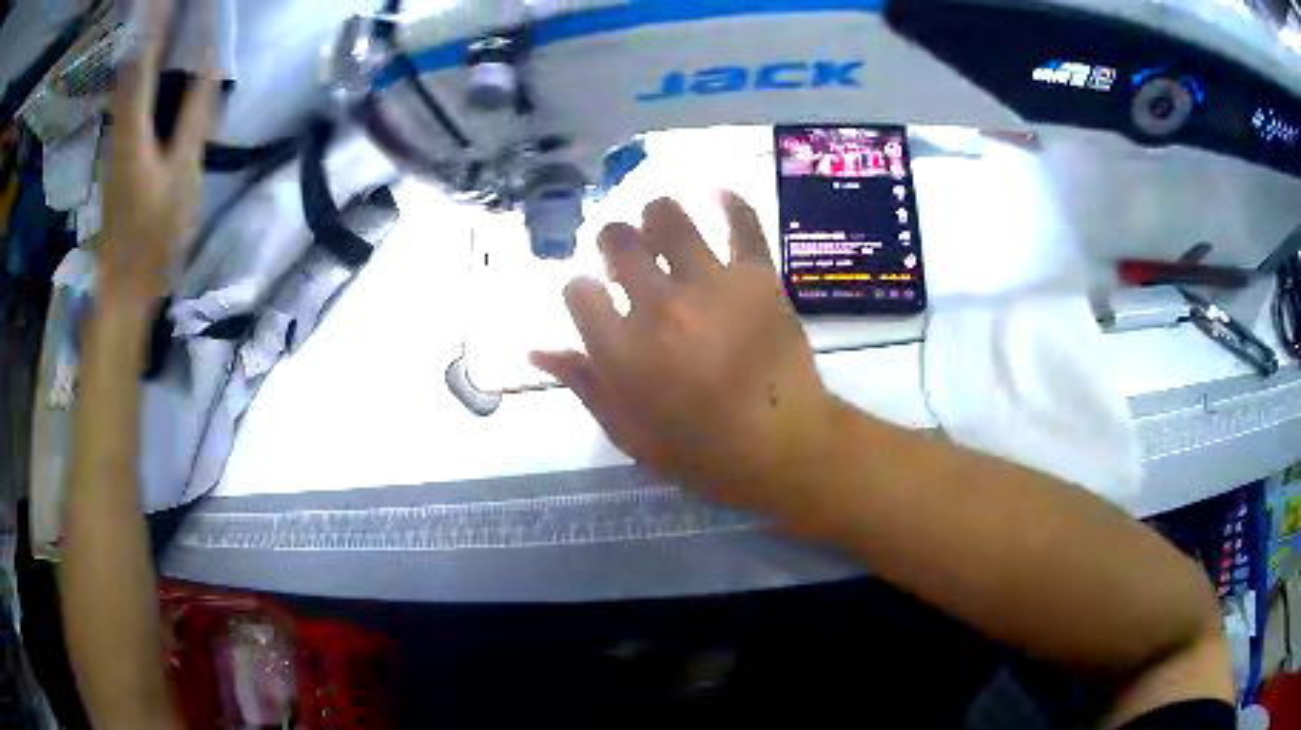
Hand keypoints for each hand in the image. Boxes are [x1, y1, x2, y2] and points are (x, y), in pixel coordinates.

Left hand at [100, 0, 217, 307]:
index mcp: (131, 133)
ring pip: (131, 84)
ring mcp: (116, 145)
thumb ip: (195, 118)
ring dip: (152, 50)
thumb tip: (210, 67)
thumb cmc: (153, 238)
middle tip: (180, 7)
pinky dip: (149, 77)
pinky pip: (133, 103)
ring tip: (177, 27)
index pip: (143, 62)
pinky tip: (163, 70)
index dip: (160, 25)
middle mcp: (119, 130)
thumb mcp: (181, 177)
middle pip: (133, 67)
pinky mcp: (119, 157)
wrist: (123, 288)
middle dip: (156, 31)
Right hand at [532, 195, 841, 527]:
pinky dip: (728, 202)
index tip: (595, 298)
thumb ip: (584, 384)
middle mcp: (658, 305)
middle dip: (612, 243)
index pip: (578, 290)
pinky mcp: (757, 276)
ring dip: (656, 216)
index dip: (582, 291)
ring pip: (668, 217)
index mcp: (621, 349)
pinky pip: (741, 222)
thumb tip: (536, 349)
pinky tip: (716, 196)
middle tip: (625, 256)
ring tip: (662, 228)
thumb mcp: (629, 433)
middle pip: (617, 241)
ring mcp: (710, 284)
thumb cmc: (702, 452)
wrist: (783, 447)